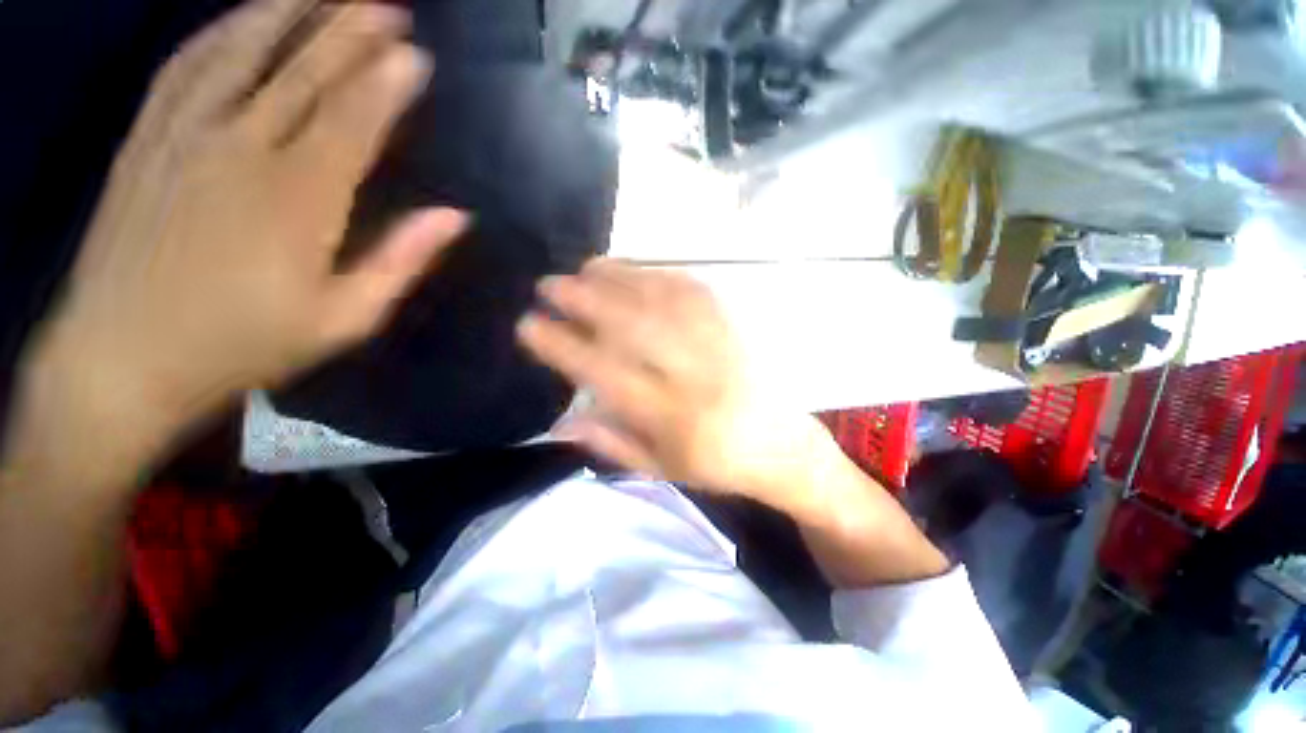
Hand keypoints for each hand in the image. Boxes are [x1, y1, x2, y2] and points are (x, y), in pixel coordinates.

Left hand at [36, 0, 466, 443]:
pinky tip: (246, 16)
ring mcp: (183, 136)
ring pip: (241, 52)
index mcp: (298, 201)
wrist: (123, 358)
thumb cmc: (244, 345)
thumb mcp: (344, 319)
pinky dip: (221, 32)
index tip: (417, 55)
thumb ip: (400, 261)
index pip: (352, 121)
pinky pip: (186, 66)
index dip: (387, 84)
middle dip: (350, 33)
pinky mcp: (145, 138)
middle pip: (303, 74)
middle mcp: (240, 151)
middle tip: (388, 6)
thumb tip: (454, 218)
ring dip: (289, 13)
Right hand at [516, 260, 831, 510]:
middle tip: (550, 284)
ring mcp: (719, 345)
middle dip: (586, 300)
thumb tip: (560, 421)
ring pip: (663, 301)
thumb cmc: (715, 463)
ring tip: (585, 267)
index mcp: (674, 419)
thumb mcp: (660, 470)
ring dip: (619, 278)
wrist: (779, 445)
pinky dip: (657, 274)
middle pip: (635, 327)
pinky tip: (633, 269)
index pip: (608, 374)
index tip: (529, 325)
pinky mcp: (734, 327)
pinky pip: (693, 291)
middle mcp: (695, 376)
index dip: (565, 347)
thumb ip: (610, 443)